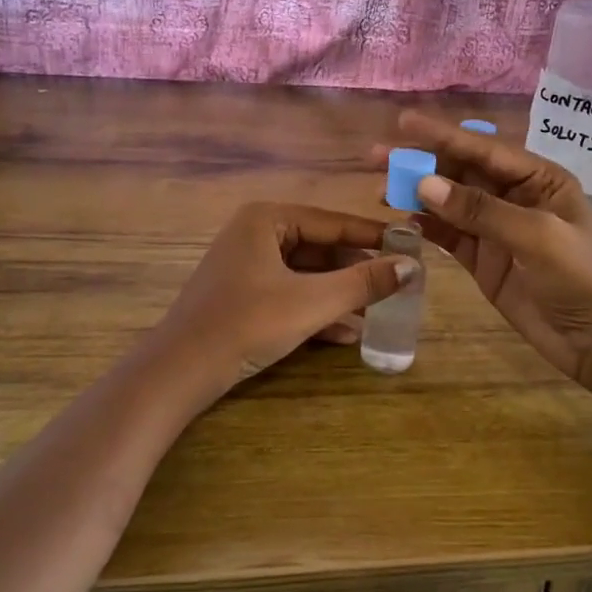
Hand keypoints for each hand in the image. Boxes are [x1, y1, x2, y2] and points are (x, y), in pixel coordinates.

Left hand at [142, 202, 417, 409]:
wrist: (179, 372)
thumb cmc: (247, 323)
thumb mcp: (311, 302)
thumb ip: (363, 283)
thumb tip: (411, 267)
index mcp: (267, 219)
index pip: (334, 223)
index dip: (374, 237)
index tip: (411, 246)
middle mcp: (256, 233)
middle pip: (320, 248)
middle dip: (356, 272)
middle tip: (397, 285)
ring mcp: (246, 266)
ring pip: (307, 275)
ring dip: (340, 295)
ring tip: (380, 312)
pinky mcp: (242, 296)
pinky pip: (290, 293)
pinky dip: (316, 310)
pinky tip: (347, 334)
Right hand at [376, 113, 591, 399]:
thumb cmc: (581, 279)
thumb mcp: (537, 237)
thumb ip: (481, 210)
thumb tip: (425, 184)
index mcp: (539, 179)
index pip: (484, 149)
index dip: (442, 135)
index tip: (402, 122)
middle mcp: (515, 196)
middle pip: (461, 171)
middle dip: (422, 162)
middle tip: (377, 157)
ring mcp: (496, 228)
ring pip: (449, 201)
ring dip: (417, 193)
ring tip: (380, 188)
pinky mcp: (483, 258)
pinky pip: (448, 234)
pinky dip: (426, 225)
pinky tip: (401, 219)